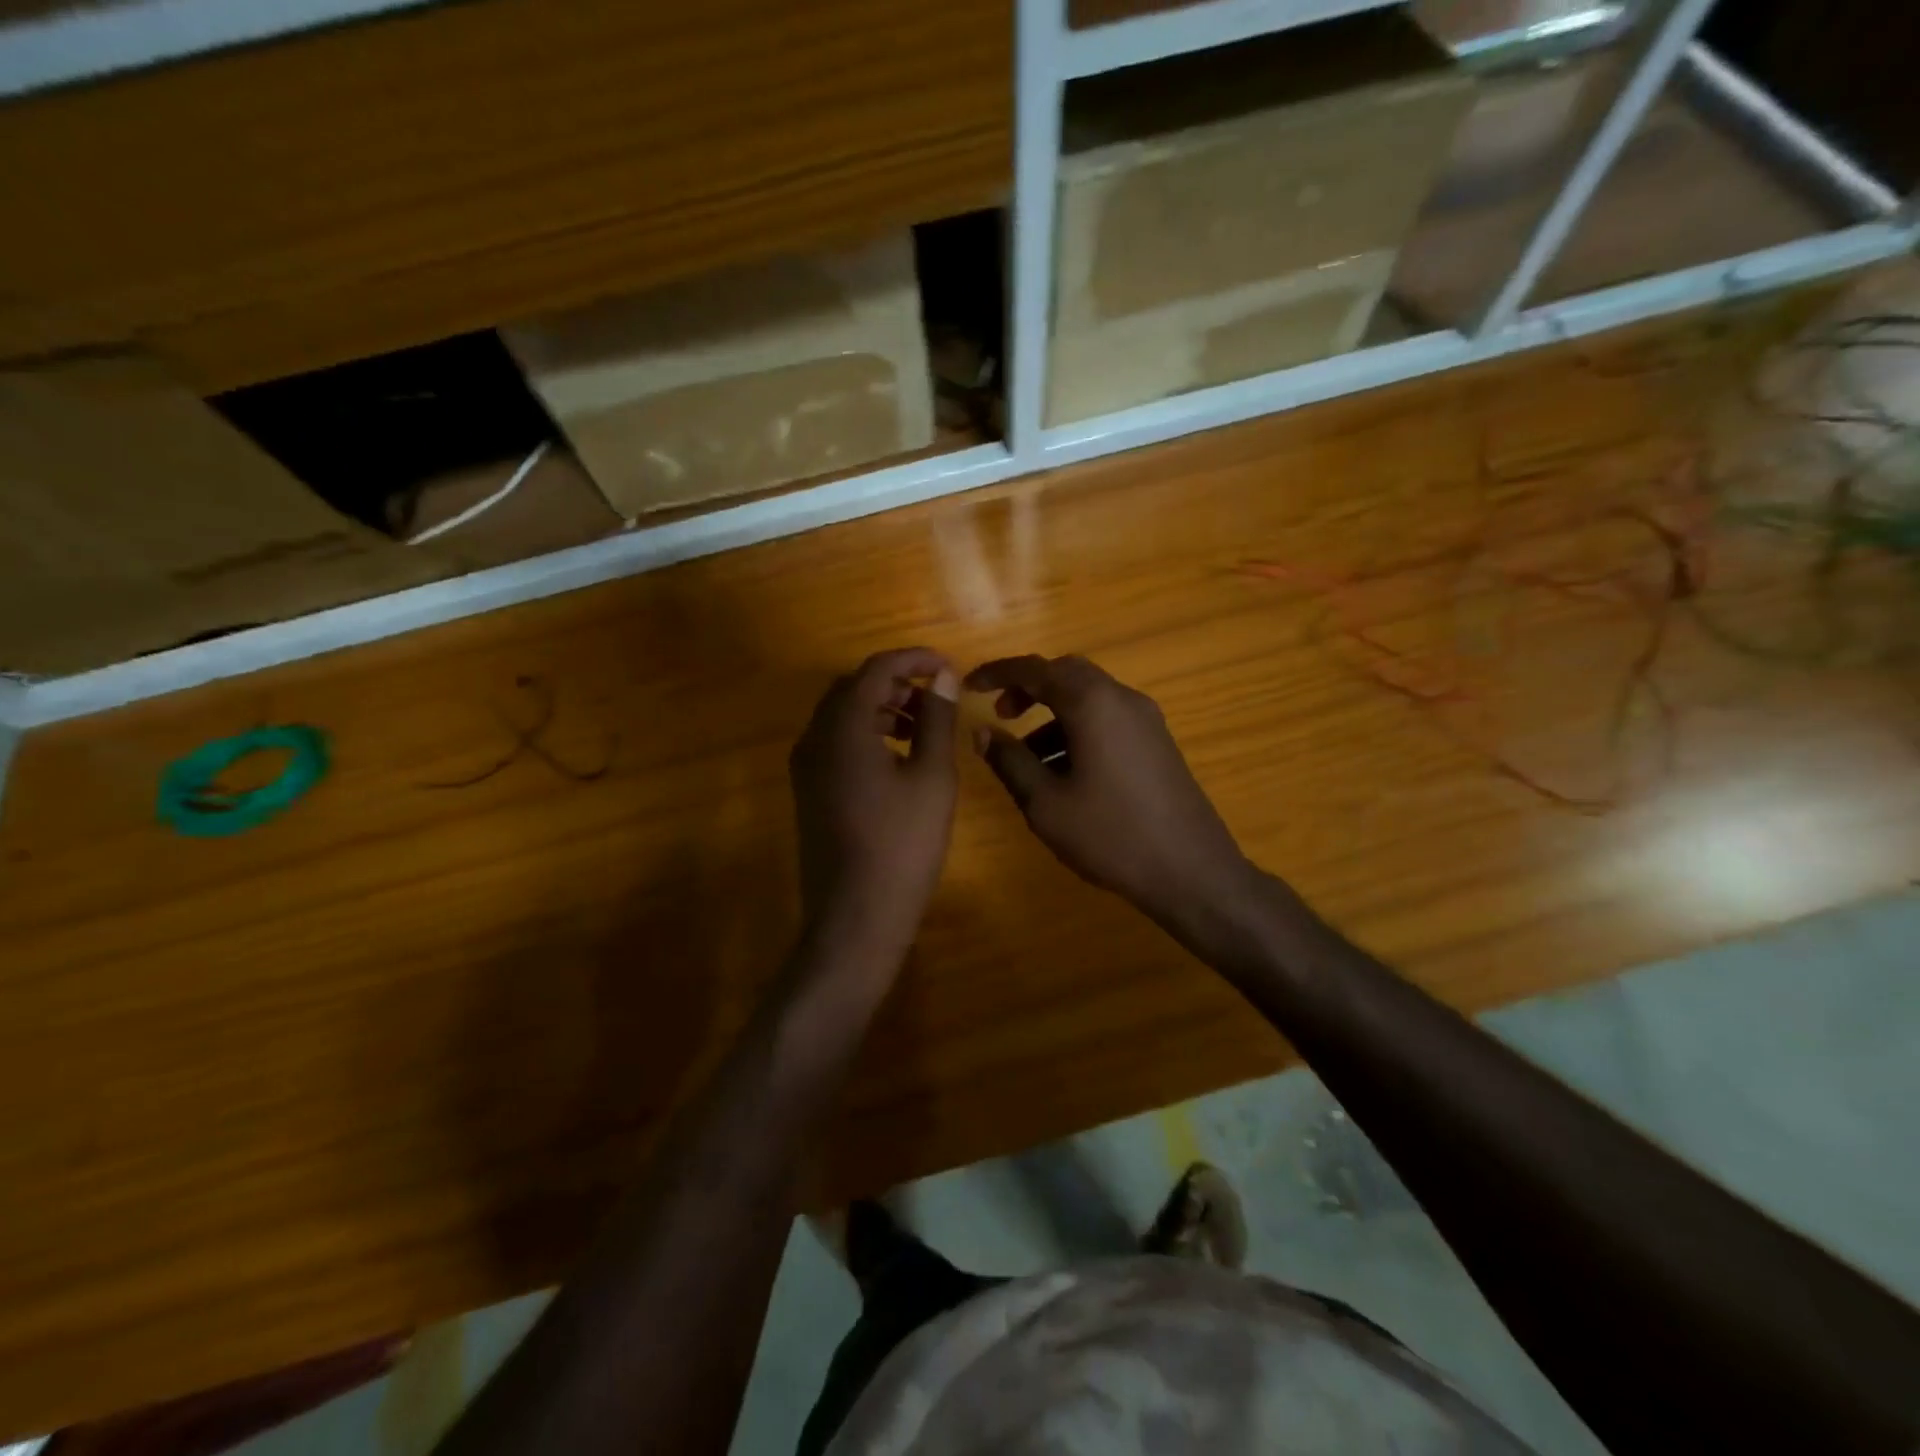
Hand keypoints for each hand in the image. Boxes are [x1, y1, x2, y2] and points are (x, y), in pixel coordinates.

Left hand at [790, 648, 958, 962]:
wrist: (854, 917)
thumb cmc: (902, 845)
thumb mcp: (931, 778)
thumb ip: (936, 720)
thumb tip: (941, 677)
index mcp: (842, 727)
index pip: (876, 669)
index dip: (914, 660)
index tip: (948, 667)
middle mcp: (814, 738)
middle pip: (853, 687)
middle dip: (896, 682)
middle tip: (937, 696)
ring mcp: (806, 767)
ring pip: (842, 715)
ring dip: (881, 708)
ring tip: (922, 726)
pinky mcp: (808, 791)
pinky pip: (835, 743)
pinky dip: (866, 734)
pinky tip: (897, 757)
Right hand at [965, 655, 1256, 943]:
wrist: (1191, 870)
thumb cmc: (1110, 834)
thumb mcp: (1045, 803)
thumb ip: (1009, 761)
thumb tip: (982, 731)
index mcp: (1092, 703)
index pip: (1034, 669)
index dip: (997, 673)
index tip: (968, 686)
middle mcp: (1122, 698)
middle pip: (1066, 674)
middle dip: (1029, 688)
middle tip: (1000, 715)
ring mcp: (1146, 720)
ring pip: (1089, 698)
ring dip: (1053, 714)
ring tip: (1026, 758)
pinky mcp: (1157, 742)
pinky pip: (1108, 719)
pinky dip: (1078, 729)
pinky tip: (1064, 773)